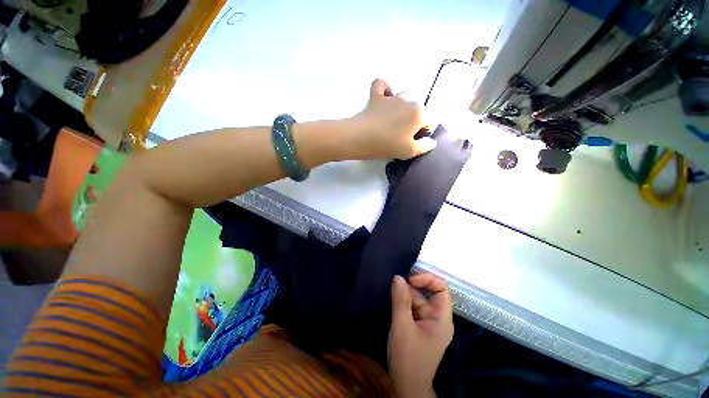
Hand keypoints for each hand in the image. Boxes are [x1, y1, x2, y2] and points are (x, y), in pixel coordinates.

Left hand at [345, 79, 436, 159]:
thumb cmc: (387, 145)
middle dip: (414, 119)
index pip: (431, 120)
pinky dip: (384, 89)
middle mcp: (409, 100)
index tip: (413, 141)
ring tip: (392, 121)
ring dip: (402, 107)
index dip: (424, 132)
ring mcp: (391, 96)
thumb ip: (425, 146)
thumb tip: (432, 141)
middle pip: (418, 108)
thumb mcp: (409, 152)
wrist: (361, 138)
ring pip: (403, 96)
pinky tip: (383, 99)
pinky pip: (382, 85)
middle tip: (402, 134)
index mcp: (419, 113)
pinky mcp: (376, 95)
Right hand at [388, 273, 453, 397]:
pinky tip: (392, 297)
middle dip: (413, 285)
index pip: (441, 288)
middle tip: (396, 281)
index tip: (409, 280)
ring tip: (391, 288)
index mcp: (441, 318)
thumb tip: (398, 277)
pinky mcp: (418, 325)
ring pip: (418, 299)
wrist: (407, 386)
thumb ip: (400, 300)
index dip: (427, 279)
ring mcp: (427, 322)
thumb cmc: (408, 358)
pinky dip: (403, 301)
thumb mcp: (402, 326)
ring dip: (405, 293)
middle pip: (428, 292)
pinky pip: (412, 307)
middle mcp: (437, 317)